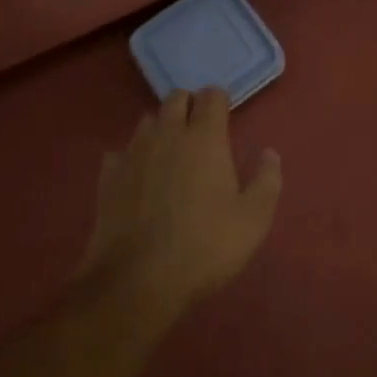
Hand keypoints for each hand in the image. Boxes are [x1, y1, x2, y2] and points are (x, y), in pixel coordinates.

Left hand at [81, 88, 282, 320]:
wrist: (137, 280)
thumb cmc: (205, 246)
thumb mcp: (253, 220)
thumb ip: (266, 181)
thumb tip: (269, 153)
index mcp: (205, 138)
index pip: (212, 96)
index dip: (220, 101)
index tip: (226, 116)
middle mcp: (167, 134)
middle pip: (176, 98)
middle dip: (189, 105)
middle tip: (200, 131)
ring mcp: (133, 153)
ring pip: (147, 121)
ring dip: (161, 128)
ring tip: (171, 152)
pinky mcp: (107, 176)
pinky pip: (120, 152)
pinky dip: (131, 157)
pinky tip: (138, 177)